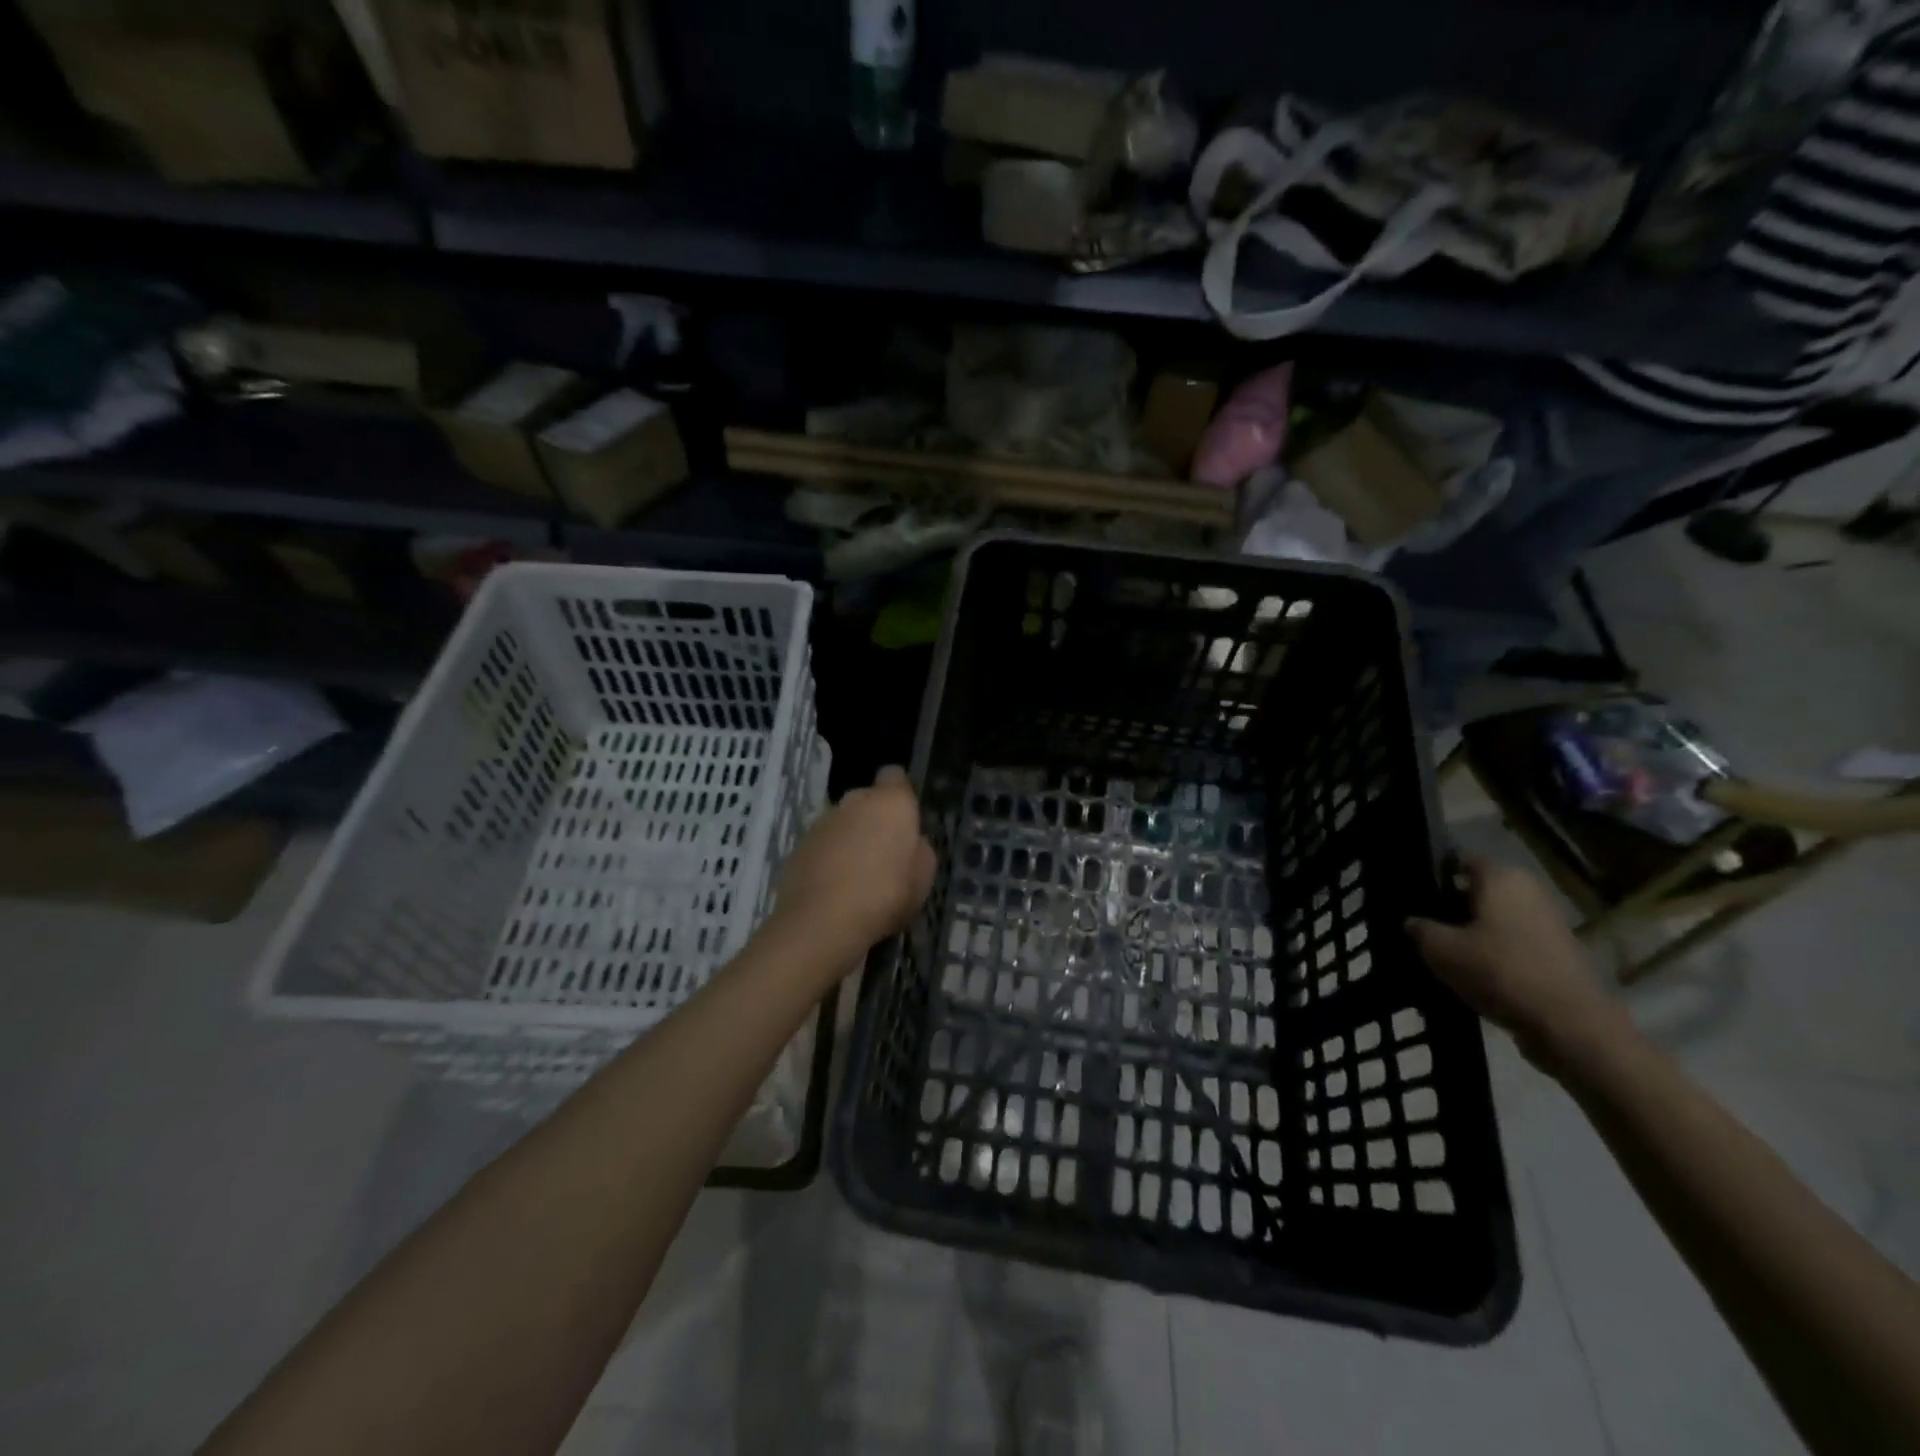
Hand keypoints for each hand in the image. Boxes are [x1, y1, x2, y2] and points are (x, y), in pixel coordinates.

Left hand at [771, 766, 936, 962]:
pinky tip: (834, 887)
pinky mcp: (799, 844)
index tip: (906, 819)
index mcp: (891, 802)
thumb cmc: (884, 895)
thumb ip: (920, 850)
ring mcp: (823, 821)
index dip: (901, 794)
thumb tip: (913, 842)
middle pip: (868, 799)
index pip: (895, 776)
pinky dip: (829, 857)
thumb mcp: (923, 878)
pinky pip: (823, 843)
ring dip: (851, 838)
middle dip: (875, 819)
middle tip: (885, 854)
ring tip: (857, 876)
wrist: (821, 922)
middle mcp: (854, 801)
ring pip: (843, 822)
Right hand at [1407, 858, 1625, 1070]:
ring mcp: (1548, 922)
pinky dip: (1494, 952)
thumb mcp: (1439, 949)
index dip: (1434, 873)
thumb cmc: (1499, 971)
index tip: (1413, 894)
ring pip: (1496, 918)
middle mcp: (1528, 890)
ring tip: (1444, 953)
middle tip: (1423, 925)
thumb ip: (1419, 929)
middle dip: (1452, 905)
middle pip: (1479, 890)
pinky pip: (1514, 943)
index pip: (1459, 860)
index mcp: (1501, 877)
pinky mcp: (1559, 953)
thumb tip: (1412, 922)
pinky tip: (1473, 973)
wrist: (1570, 1025)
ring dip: (1473, 932)